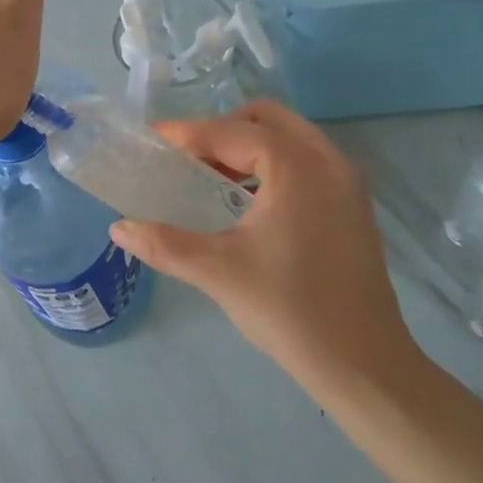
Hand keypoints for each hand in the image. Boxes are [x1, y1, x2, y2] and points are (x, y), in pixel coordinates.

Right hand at [110, 100, 422, 393]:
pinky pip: (307, 161)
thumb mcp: (217, 272)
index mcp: (296, 167)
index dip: (187, 133)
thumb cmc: (289, 310)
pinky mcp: (353, 206)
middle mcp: (328, 161)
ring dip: (249, 145)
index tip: (152, 139)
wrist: (363, 364)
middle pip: (266, 118)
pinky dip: (274, 164)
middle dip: (222, 129)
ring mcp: (347, 183)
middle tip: (187, 157)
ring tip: (213, 177)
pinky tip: (249, 201)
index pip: (230, 132)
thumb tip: (119, 227)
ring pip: (290, 137)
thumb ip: (164, 243)